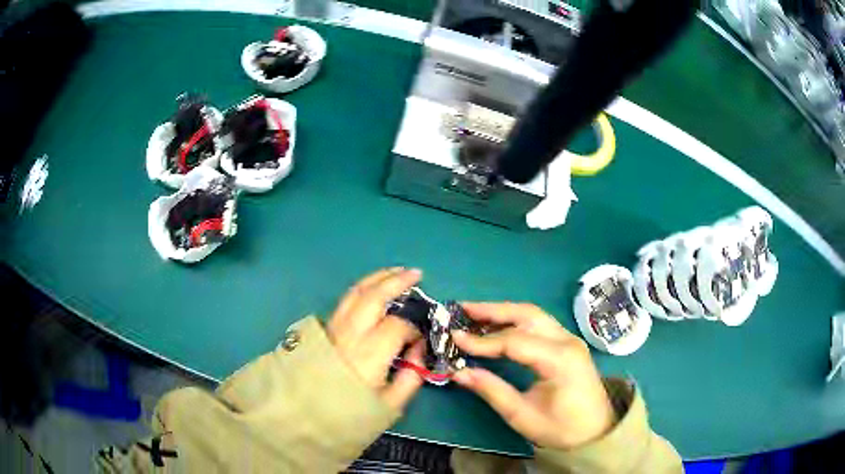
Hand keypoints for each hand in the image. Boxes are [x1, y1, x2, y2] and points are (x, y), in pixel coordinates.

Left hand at [327, 267, 426, 410]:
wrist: (305, 415)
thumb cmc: (349, 413)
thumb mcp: (389, 406)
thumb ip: (411, 377)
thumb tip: (420, 351)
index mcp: (369, 354)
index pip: (398, 326)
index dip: (414, 329)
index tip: (419, 341)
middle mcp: (351, 333)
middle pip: (375, 297)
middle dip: (398, 281)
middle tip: (417, 274)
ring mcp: (335, 327)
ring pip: (357, 292)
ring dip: (378, 277)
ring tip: (397, 271)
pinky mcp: (326, 328)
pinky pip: (346, 300)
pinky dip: (363, 288)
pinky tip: (373, 287)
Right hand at [452, 303, 615, 449]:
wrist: (596, 430)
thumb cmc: (562, 428)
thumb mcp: (523, 416)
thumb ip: (492, 390)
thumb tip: (459, 372)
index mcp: (559, 359)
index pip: (515, 341)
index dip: (482, 340)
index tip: (455, 339)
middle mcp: (567, 340)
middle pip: (527, 314)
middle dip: (492, 310)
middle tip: (462, 309)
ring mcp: (569, 339)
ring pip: (533, 315)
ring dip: (503, 312)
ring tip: (474, 314)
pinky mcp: (567, 343)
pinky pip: (538, 324)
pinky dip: (515, 321)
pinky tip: (497, 328)